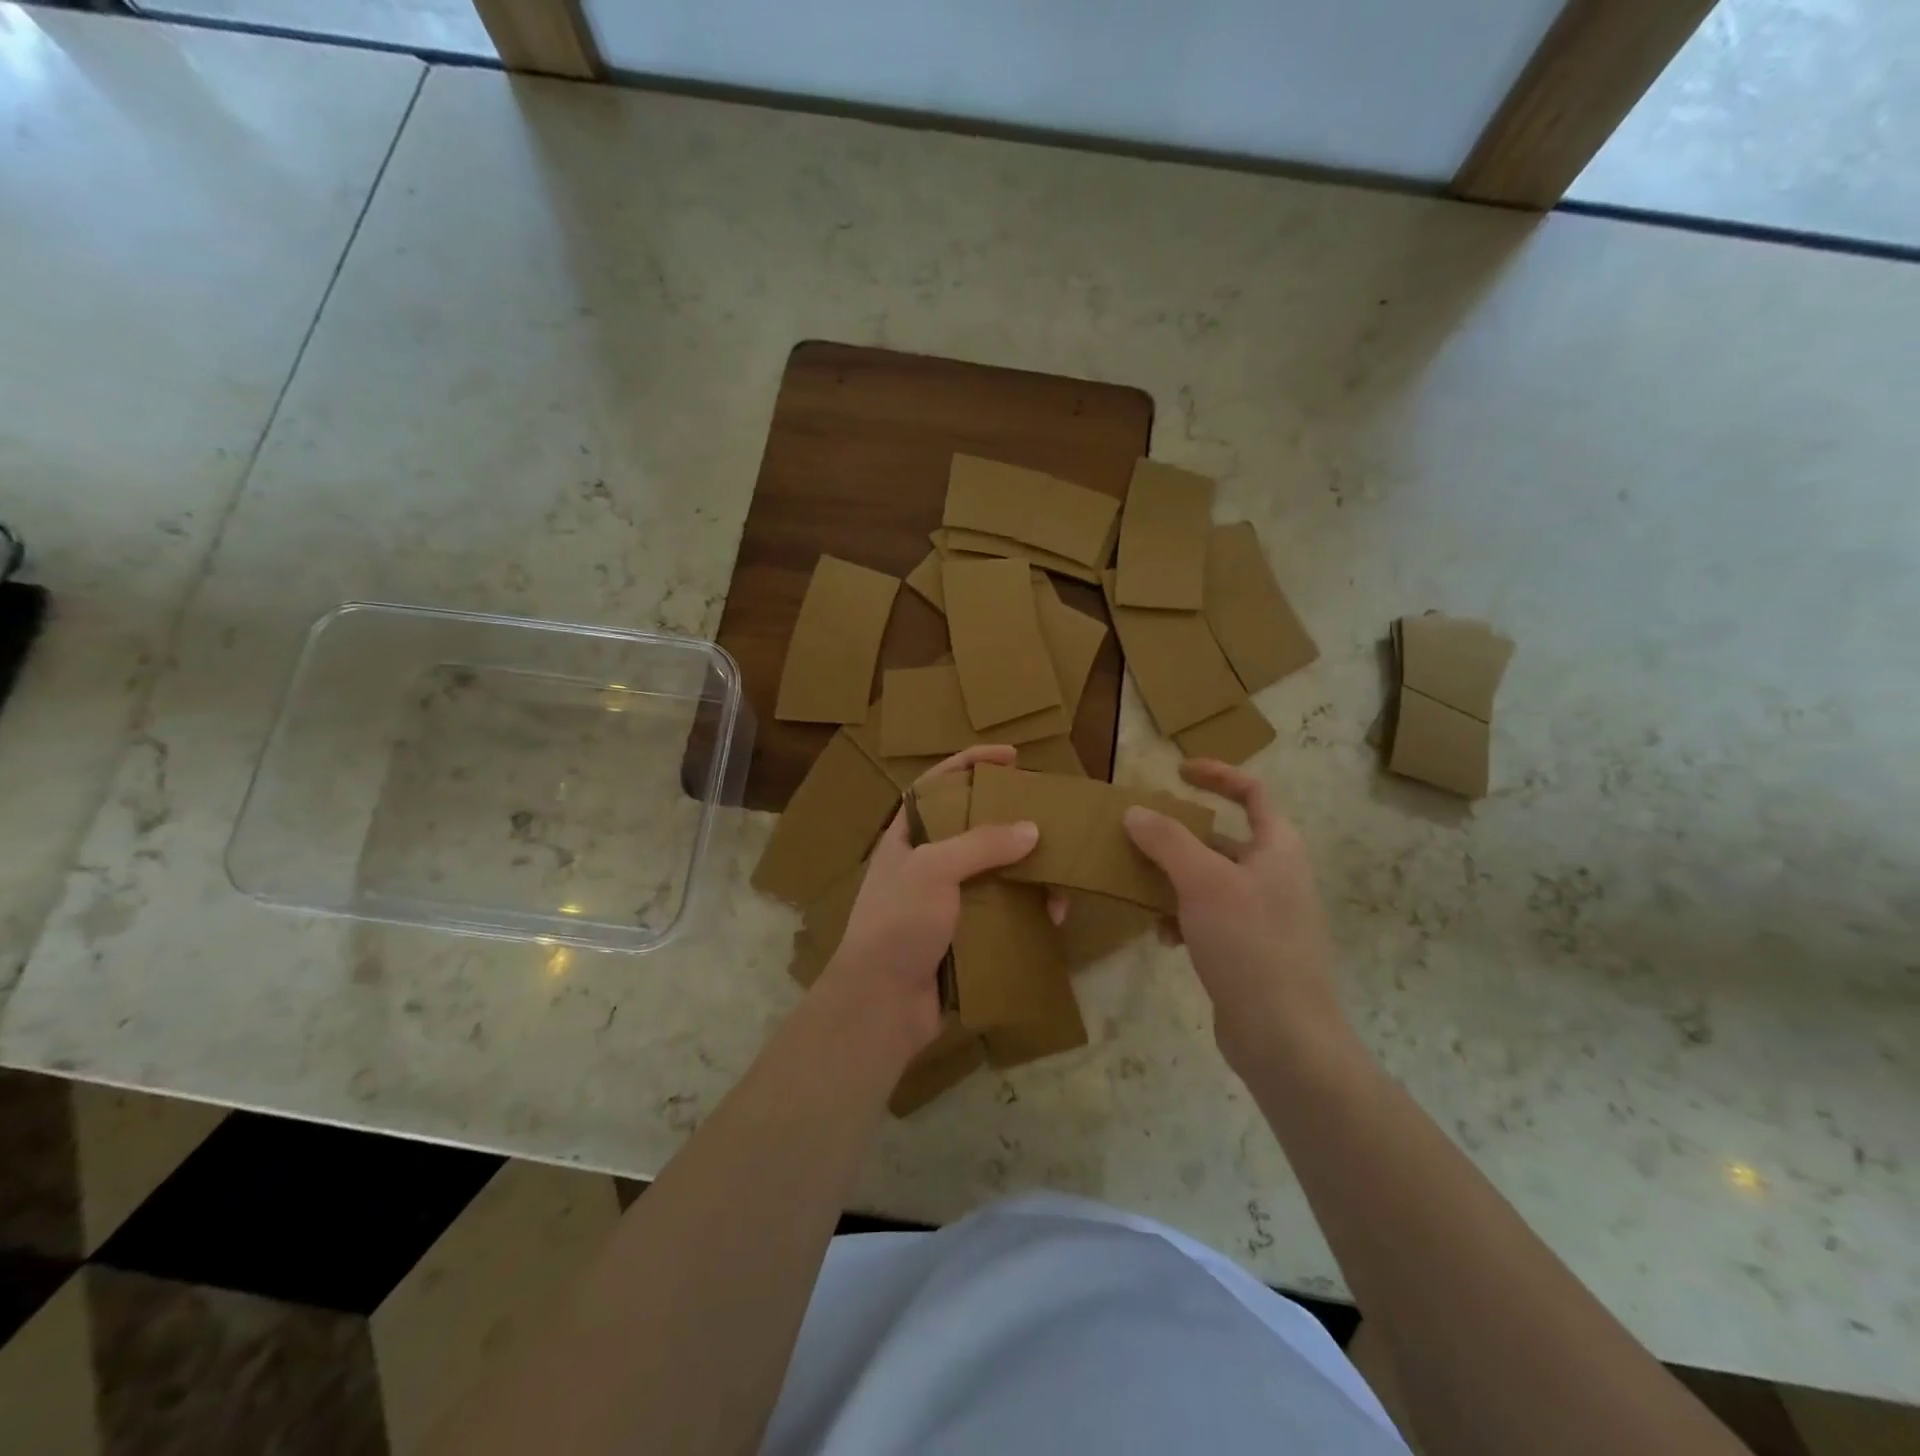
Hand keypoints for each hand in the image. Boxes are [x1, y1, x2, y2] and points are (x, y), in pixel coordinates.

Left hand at [814, 745, 1038, 1064]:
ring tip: (1059, 876)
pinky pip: (1004, 914)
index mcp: (907, 837)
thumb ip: (981, 844)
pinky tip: (1053, 918)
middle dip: (1011, 821)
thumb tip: (1031, 830)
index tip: (1010, 755)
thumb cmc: (898, 922)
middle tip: (1049, 816)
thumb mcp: (933, 869)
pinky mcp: (965, 937)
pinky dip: (1028, 913)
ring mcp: (947, 903)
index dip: (970, 762)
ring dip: (1029, 873)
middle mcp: (927, 864)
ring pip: (996, 874)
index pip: (937, 784)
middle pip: (975, 828)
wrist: (881, 1004)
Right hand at [1123, 759, 1345, 1075]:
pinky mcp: (1248, 949)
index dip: (1217, 775)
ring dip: (1172, 879)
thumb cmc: (1249, 943)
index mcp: (1278, 848)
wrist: (1284, 1035)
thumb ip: (1167, 841)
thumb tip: (1135, 812)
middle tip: (1138, 834)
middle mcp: (1274, 875)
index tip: (1177, 772)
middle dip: (1178, 836)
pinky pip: (1208, 917)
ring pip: (1208, 880)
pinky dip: (1182, 918)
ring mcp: (1263, 914)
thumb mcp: (1202, 882)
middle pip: (1222, 838)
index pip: (1252, 793)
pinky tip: (1162, 936)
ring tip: (1138, 886)